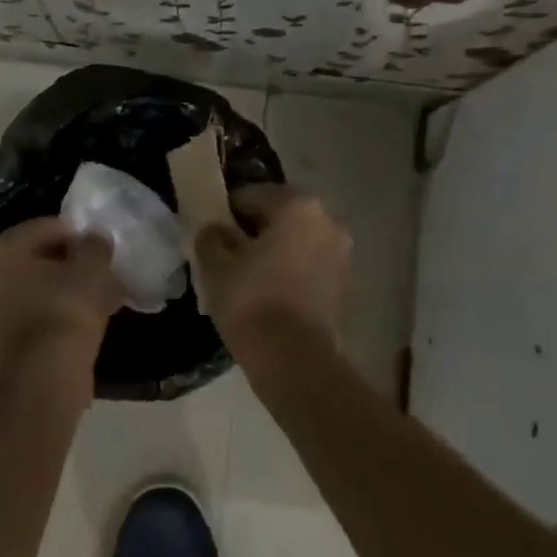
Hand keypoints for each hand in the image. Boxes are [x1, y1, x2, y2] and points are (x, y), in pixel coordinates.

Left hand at [0, 218, 123, 380]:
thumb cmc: (66, 306)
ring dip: (58, 289)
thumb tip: (93, 239)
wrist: (48, 372)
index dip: (71, 233)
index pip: (40, 229)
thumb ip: (94, 245)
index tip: (95, 245)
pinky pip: (30, 316)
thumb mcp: (92, 265)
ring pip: (30, 290)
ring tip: (91, 295)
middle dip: (63, 262)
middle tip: (93, 269)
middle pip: (31, 260)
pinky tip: (79, 320)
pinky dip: (51, 313)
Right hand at [191, 185, 351, 350]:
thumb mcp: (216, 266)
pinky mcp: (346, 285)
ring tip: (247, 277)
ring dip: (274, 252)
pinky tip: (269, 295)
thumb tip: (214, 230)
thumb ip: (211, 238)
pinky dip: (291, 272)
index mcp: (297, 205)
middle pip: (280, 217)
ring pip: (297, 243)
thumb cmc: (252, 302)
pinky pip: (310, 267)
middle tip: (227, 254)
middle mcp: (328, 221)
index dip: (226, 212)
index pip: (252, 195)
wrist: (295, 361)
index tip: (210, 232)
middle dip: (254, 231)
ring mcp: (342, 254)